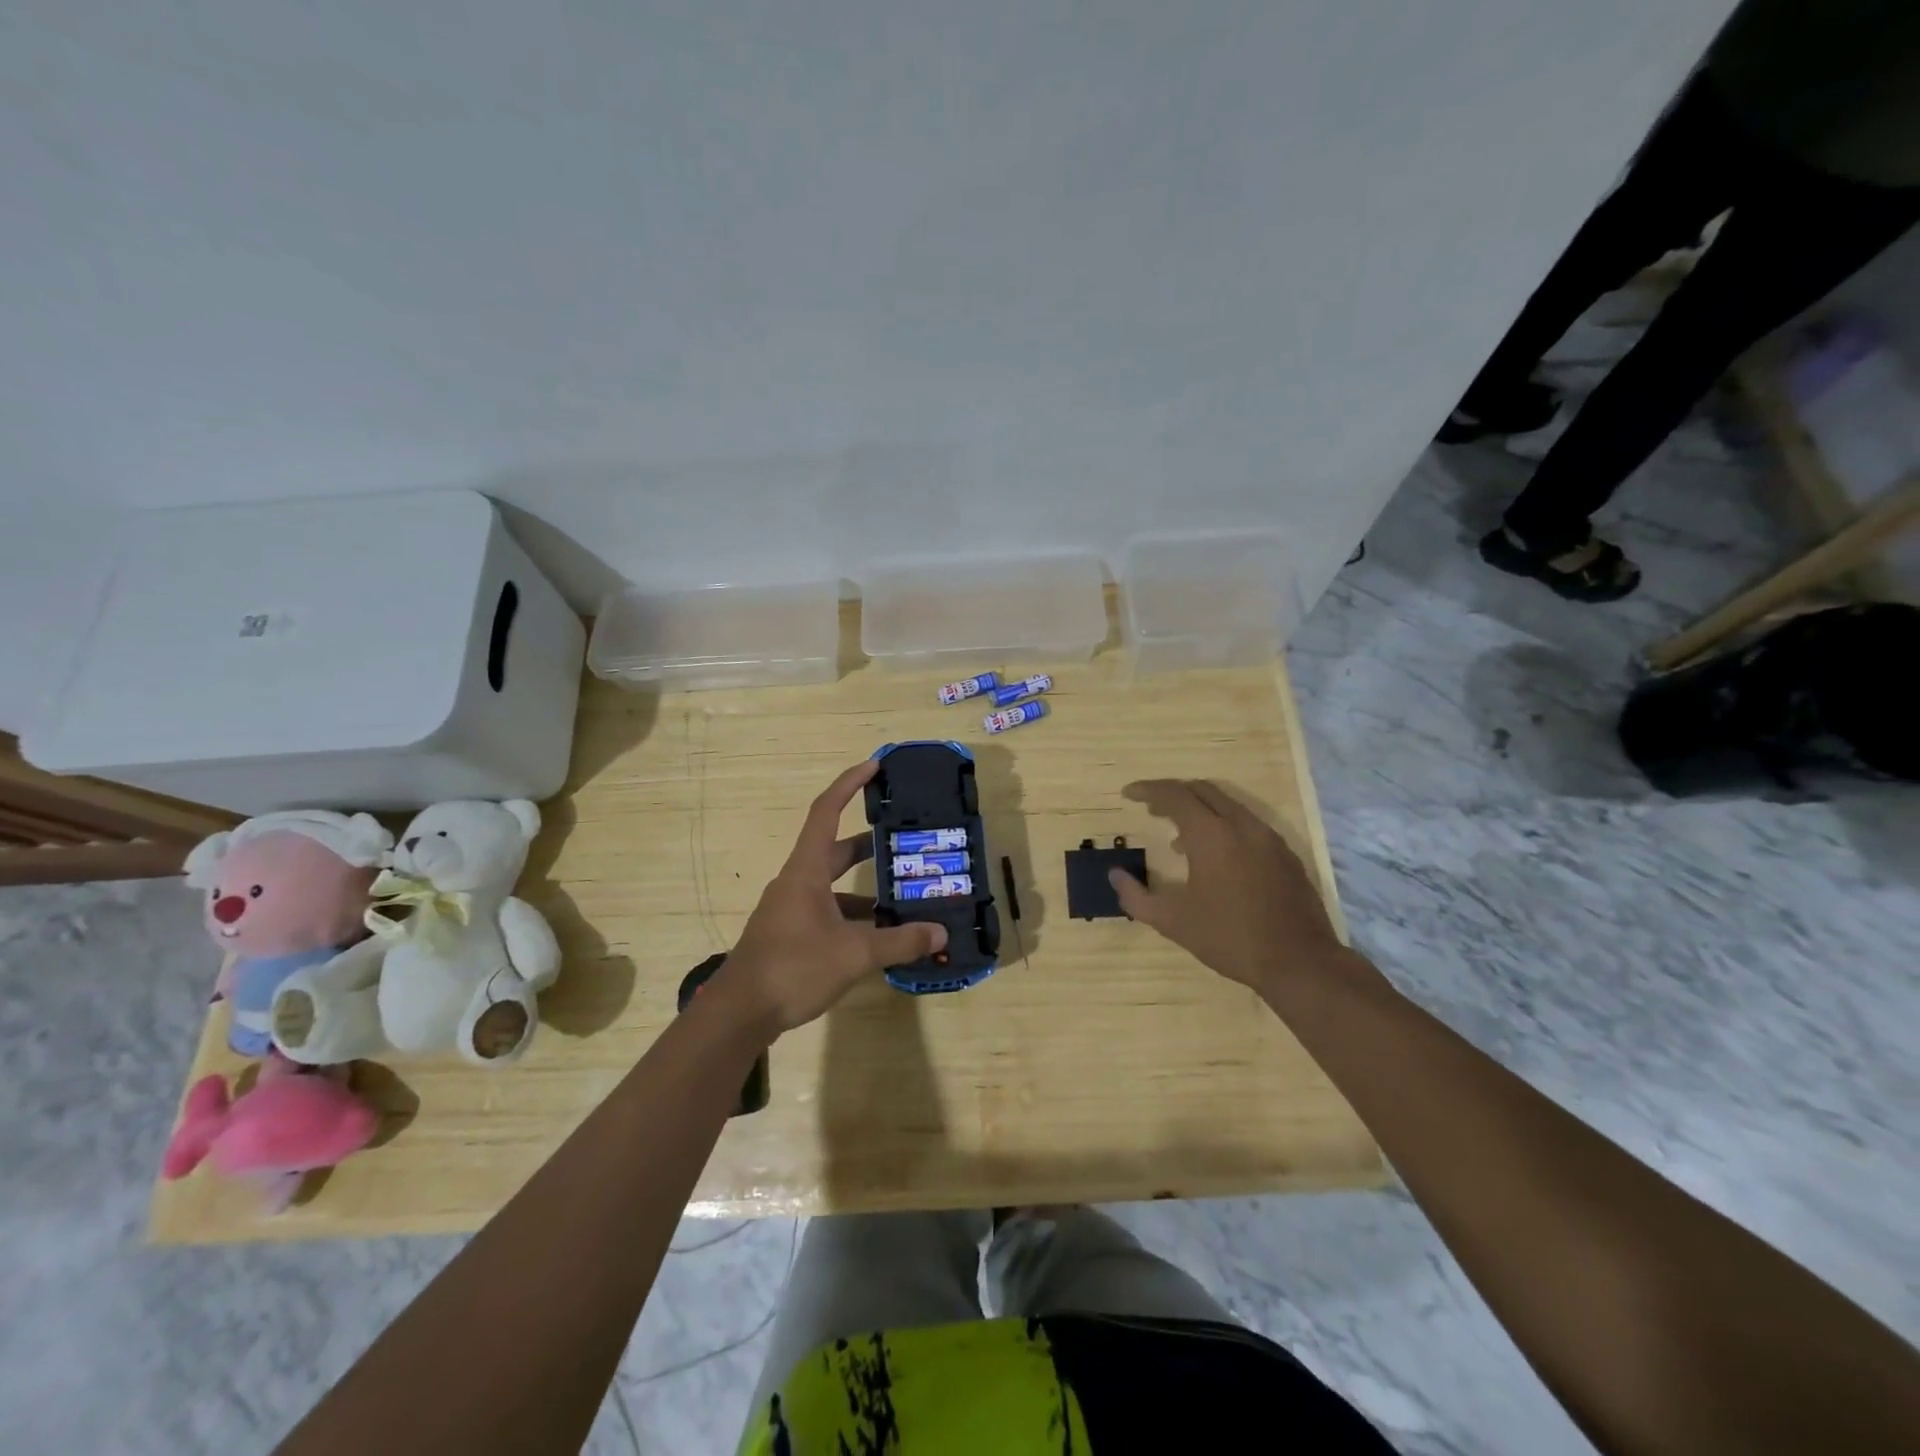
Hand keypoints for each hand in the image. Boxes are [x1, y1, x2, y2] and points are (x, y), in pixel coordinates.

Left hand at [718, 761, 947, 1035]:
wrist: (738, 1014)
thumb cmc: (793, 968)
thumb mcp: (854, 954)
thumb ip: (899, 941)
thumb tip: (940, 933)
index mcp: (807, 871)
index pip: (826, 811)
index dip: (849, 784)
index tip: (875, 766)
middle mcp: (797, 882)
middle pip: (835, 849)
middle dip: (870, 844)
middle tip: (905, 840)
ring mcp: (790, 909)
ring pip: (834, 886)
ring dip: (866, 888)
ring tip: (904, 895)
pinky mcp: (790, 934)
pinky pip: (828, 912)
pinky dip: (854, 917)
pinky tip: (879, 936)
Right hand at [1109, 779, 1344, 994]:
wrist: (1300, 962)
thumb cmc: (1230, 938)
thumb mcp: (1173, 922)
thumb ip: (1136, 896)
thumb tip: (1114, 875)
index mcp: (1212, 835)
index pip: (1175, 795)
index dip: (1148, 790)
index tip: (1128, 794)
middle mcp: (1242, 826)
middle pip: (1202, 791)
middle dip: (1173, 794)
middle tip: (1151, 808)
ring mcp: (1269, 838)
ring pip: (1228, 806)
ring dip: (1199, 811)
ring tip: (1179, 839)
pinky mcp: (1286, 854)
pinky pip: (1247, 824)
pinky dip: (1223, 827)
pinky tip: (1216, 860)